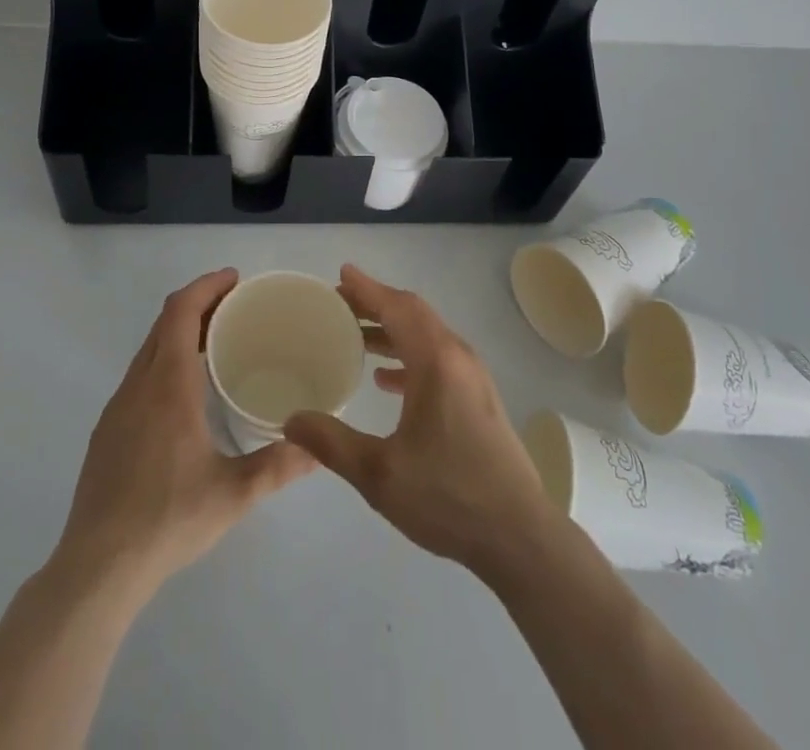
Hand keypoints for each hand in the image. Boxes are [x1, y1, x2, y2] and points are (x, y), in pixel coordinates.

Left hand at [54, 269, 312, 595]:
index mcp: (168, 386)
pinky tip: (184, 392)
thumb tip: (317, 447)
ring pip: (149, 348)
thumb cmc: (167, 519)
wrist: (97, 567)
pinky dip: (164, 358)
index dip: (206, 286)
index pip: (181, 311)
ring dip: (179, 331)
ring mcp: (117, 407)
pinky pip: (139, 374)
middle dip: (199, 303)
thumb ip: (278, 466)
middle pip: (164, 322)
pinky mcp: (107, 430)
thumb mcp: (233, 495)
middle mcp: (139, 385)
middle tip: (235, 306)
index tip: (235, 279)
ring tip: (215, 341)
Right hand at [284, 265, 560, 577]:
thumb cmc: (448, 496)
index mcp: (435, 361)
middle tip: (339, 304)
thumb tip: (290, 421)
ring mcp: (472, 376)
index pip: (397, 307)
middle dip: (375, 303)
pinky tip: (387, 380)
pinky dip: (409, 354)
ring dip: (392, 328)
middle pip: (412, 313)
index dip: (367, 288)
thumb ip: (332, 443)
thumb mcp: (379, 474)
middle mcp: (457, 356)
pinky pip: (438, 357)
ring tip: (355, 336)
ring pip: (426, 335)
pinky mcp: (478, 397)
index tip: (341, 274)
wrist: (518, 535)